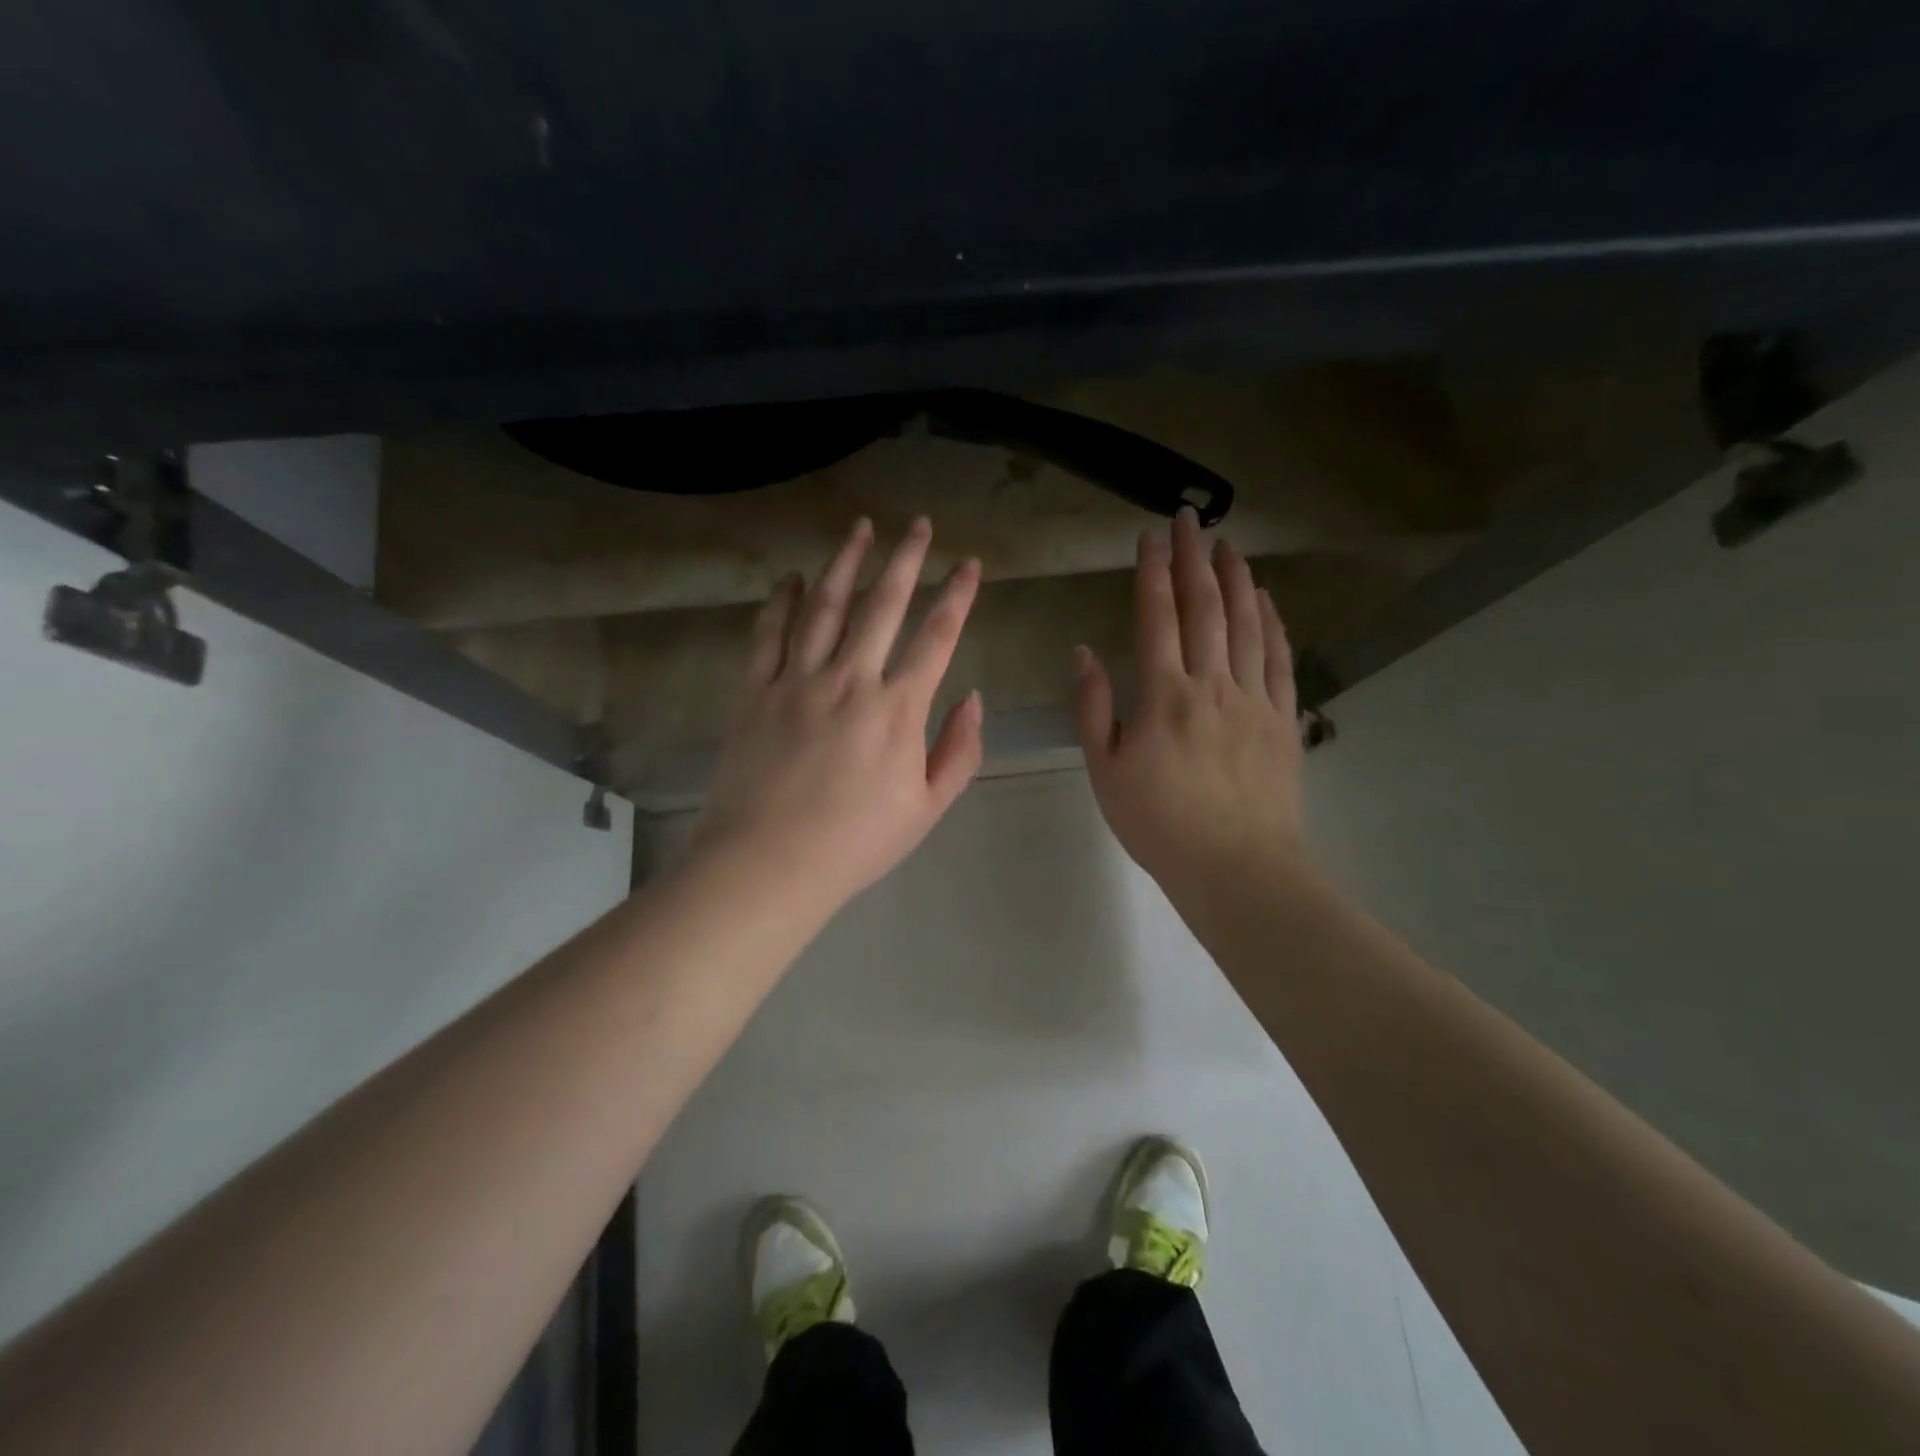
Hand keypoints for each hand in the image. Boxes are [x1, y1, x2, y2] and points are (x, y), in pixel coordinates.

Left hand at [693, 516, 984, 908]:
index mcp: (898, 709)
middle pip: (883, 605)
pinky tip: (788, 578)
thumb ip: (958, 750)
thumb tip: (973, 698)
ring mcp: (798, 680)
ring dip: (845, 562)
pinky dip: (779, 601)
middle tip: (918, 524)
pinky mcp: (755, 691)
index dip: (957, 596)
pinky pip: (768, 634)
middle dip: (905, 558)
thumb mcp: (927, 808)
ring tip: (860, 528)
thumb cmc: (856, 843)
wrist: (769, 863)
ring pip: (824, 606)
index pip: (937, 637)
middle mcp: (850, 679)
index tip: (969, 565)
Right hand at [1074, 507, 1304, 895]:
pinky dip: (1273, 621)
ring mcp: (1252, 698)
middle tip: (1190, 517)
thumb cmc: (1159, 824)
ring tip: (1228, 543)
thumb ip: (1094, 709)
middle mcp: (1211, 683)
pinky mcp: (1281, 718)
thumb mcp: (1106, 771)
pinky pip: (1278, 658)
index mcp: (1164, 695)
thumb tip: (1084, 653)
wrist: (1236, 867)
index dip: (1152, 571)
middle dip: (1194, 557)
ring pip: (1246, 623)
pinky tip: (1267, 599)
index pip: (1156, 617)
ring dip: (1235, 578)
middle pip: (1204, 607)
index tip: (1150, 536)